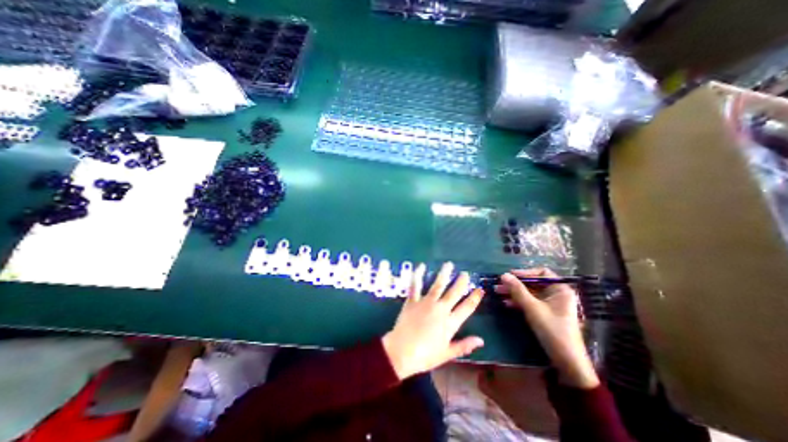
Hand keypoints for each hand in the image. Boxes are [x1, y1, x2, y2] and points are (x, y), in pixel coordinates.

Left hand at [384, 262, 486, 378]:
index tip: (480, 289)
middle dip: (461, 282)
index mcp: (450, 322)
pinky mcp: (412, 300)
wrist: (402, 351)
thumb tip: (481, 340)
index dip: (475, 298)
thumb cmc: (425, 355)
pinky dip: (418, 275)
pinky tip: (421, 266)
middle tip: (465, 273)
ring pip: (437, 285)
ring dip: (444, 274)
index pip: (466, 308)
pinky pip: (416, 285)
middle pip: (453, 293)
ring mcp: (426, 303)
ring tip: (448, 264)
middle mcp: (440, 309)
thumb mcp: (447, 354)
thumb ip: (464, 345)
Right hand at [495, 268, 601, 388]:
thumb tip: (503, 275)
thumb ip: (517, 290)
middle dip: (515, 284)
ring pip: (529, 293)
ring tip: (497, 292)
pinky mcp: (545, 313)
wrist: (566, 361)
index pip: (541, 273)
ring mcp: (551, 304)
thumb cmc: (552, 329)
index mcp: (560, 289)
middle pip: (533, 283)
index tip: (509, 275)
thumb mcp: (532, 308)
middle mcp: (556, 294)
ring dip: (514, 293)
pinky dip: (519, 302)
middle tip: (499, 285)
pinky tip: (506, 303)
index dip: (524, 272)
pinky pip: (530, 302)